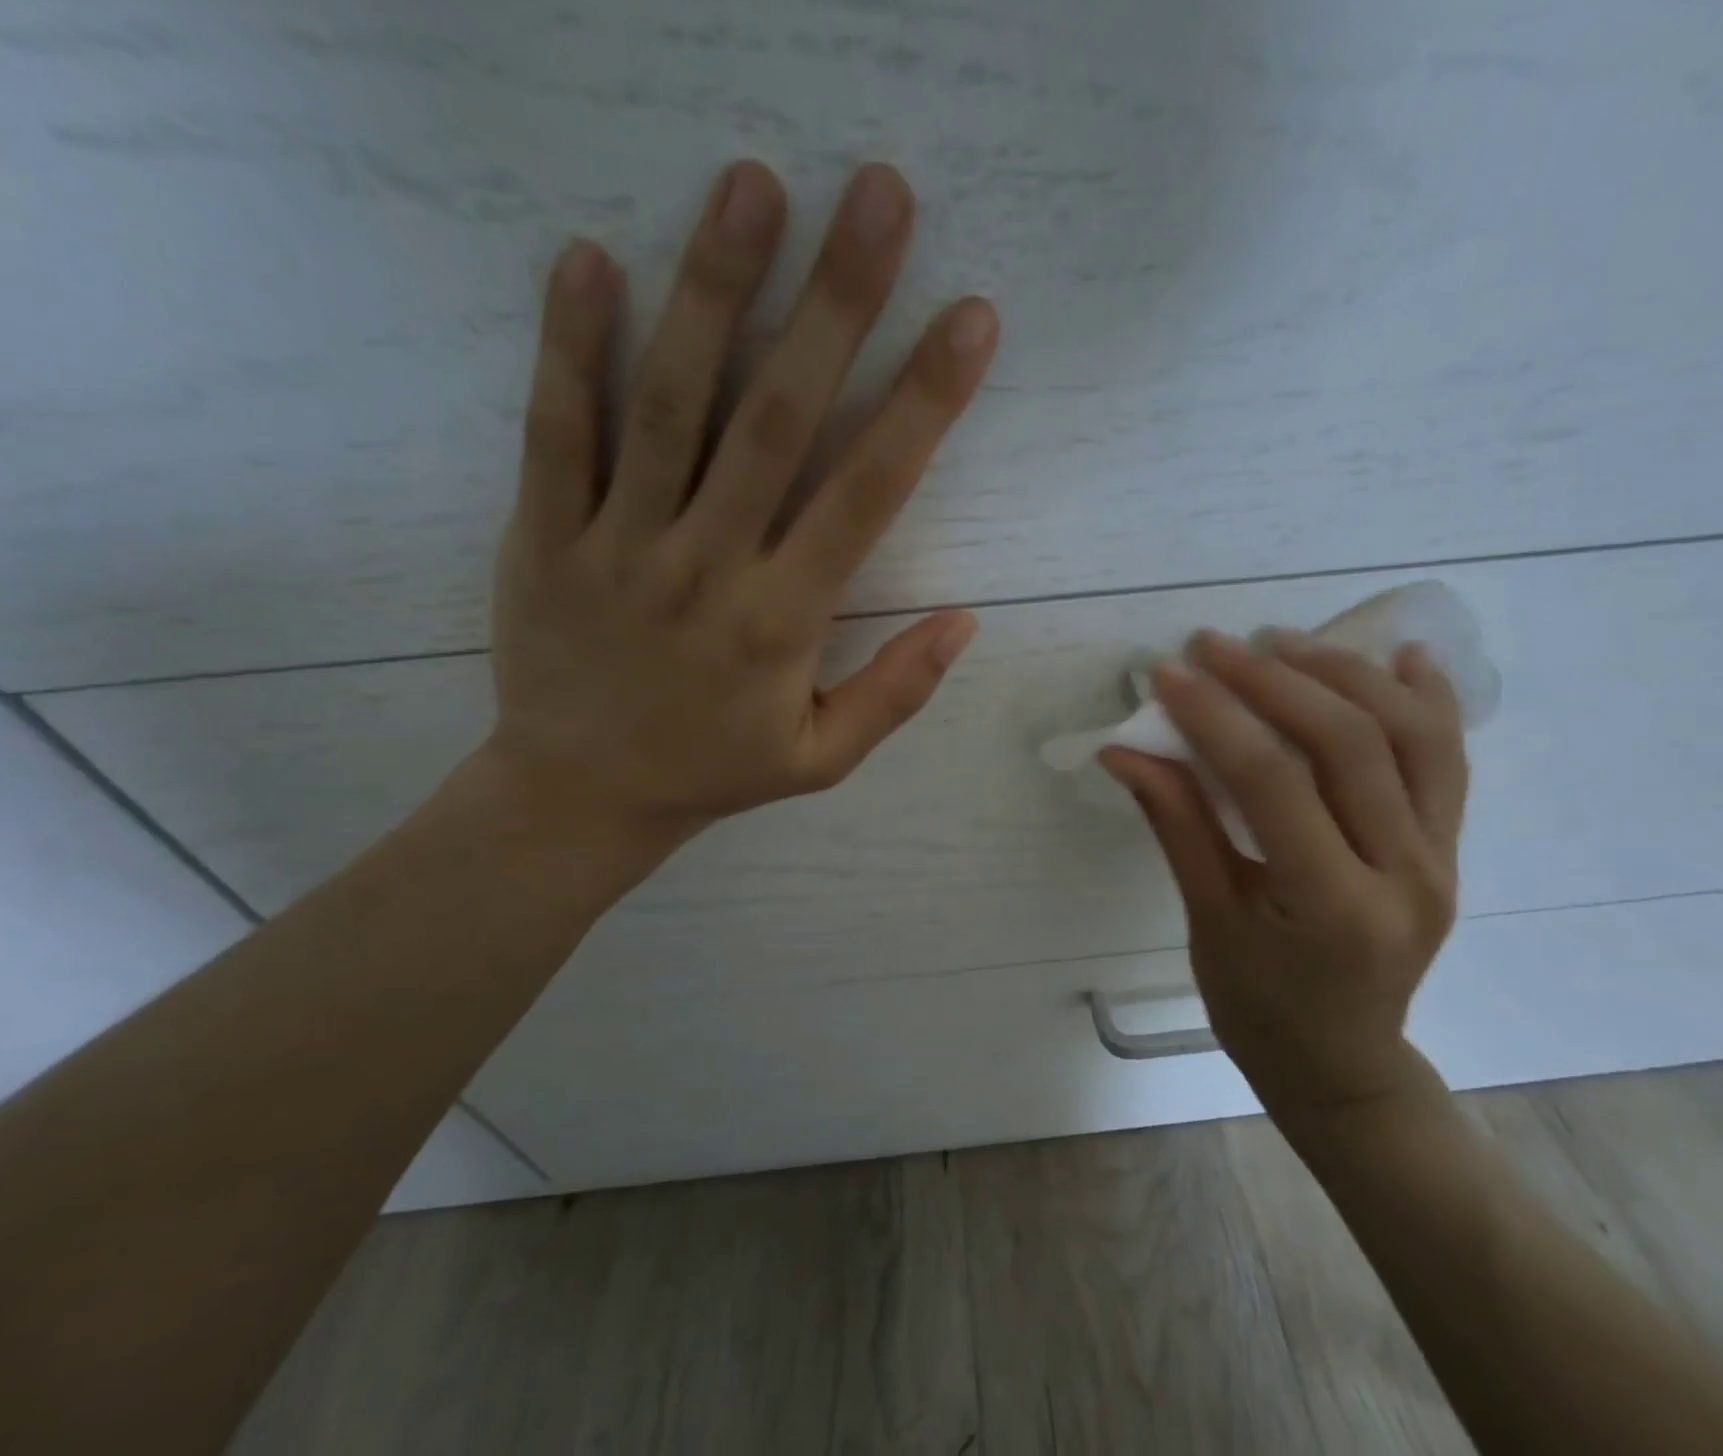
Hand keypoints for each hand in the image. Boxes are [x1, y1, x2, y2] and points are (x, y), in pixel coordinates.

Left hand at [482, 160, 998, 863]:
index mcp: (781, 622)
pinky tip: (589, 258)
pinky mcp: (542, 536)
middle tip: (878, 195)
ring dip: (713, 291)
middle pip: (778, 421)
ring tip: (751, 186)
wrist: (579, 796)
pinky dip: (568, 344)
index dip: (923, 403)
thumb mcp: (822, 759)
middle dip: (835, 304)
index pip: (867, 495)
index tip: (969, 318)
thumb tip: (965, 620)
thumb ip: (896, 692)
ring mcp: (617, 545)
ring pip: (669, 405)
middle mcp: (706, 567)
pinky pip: (555, 431)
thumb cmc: (712, 772)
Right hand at [1103, 630, 1467, 1123]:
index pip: (1272, 782)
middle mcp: (1405, 874)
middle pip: (1348, 743)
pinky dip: (1427, 700)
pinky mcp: (1450, 849)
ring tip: (1283, 641)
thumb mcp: (1208, 920)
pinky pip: (1447, 759)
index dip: (1215, 717)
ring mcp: (1441, 858)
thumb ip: (1176, 825)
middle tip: (1212, 646)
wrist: (1343, 1063)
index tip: (1168, 673)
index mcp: (1334, 906)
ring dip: (1344, 675)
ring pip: (1410, 736)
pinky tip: (1403, 656)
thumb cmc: (1260, 1008)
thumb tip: (1124, 751)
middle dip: (1272, 680)